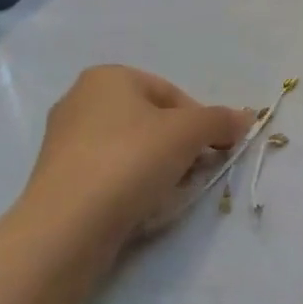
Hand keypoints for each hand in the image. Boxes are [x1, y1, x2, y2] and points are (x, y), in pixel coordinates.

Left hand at [19, 66, 251, 244]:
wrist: (67, 226)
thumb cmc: (131, 160)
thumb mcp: (189, 132)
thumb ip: (221, 120)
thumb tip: (245, 118)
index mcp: (108, 77)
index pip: (172, 94)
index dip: (200, 122)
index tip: (213, 150)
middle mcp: (80, 100)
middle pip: (151, 121)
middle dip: (179, 146)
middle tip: (194, 171)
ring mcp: (63, 141)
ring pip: (131, 149)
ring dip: (157, 167)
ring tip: (168, 192)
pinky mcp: (57, 179)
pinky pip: (108, 174)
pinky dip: (129, 186)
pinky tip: (139, 206)